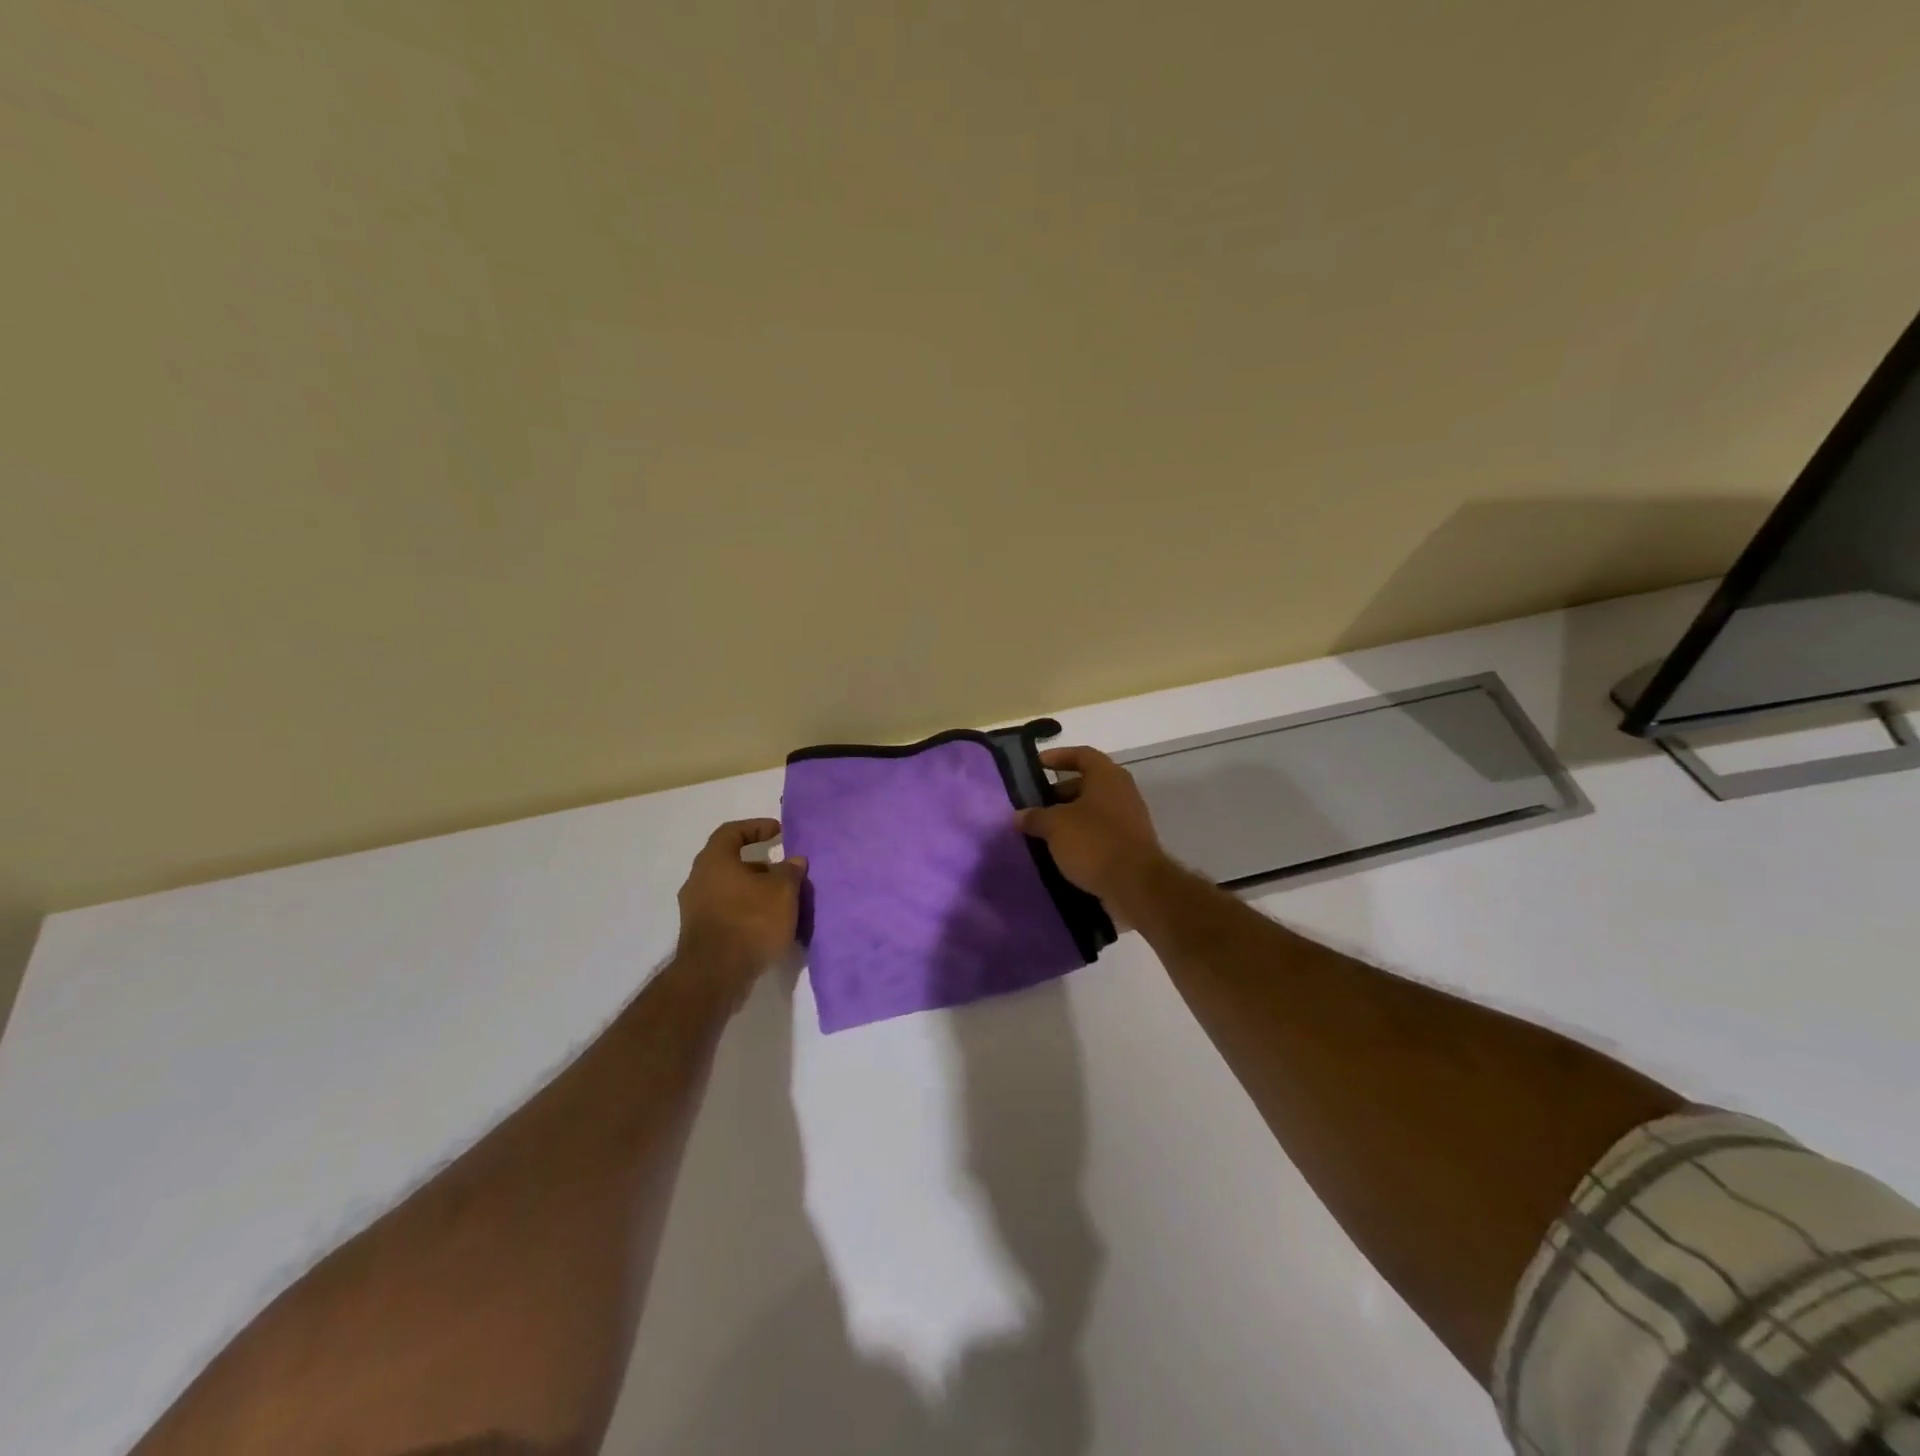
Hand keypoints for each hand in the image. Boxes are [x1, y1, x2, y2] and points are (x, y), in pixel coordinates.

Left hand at [674, 819, 807, 1003]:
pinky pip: (726, 911)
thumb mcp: (783, 892)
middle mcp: (698, 880)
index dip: (756, 827)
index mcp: (714, 861)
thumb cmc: (750, 921)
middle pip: (730, 862)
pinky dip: (746, 911)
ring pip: (729, 889)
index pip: (732, 831)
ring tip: (782, 901)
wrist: (715, 975)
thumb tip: (794, 861)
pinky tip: (768, 924)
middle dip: (760, 865)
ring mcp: (695, 909)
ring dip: (754, 890)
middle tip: (784, 871)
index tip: (779, 832)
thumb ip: (790, 872)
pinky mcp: (699, 933)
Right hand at [1016, 747, 1171, 923]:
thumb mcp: (1055, 826)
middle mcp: (1122, 791)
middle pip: (1086, 783)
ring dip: (1068, 818)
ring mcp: (1129, 819)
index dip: (1057, 756)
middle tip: (1033, 805)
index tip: (1036, 765)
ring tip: (1042, 831)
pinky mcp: (1130, 845)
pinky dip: (1080, 837)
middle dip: (1058, 792)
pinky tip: (1060, 852)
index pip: (1081, 754)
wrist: (1136, 886)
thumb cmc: (1094, 842)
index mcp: (1107, 776)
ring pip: (1092, 810)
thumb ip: (1035, 817)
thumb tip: (1019, 815)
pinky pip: (1099, 832)